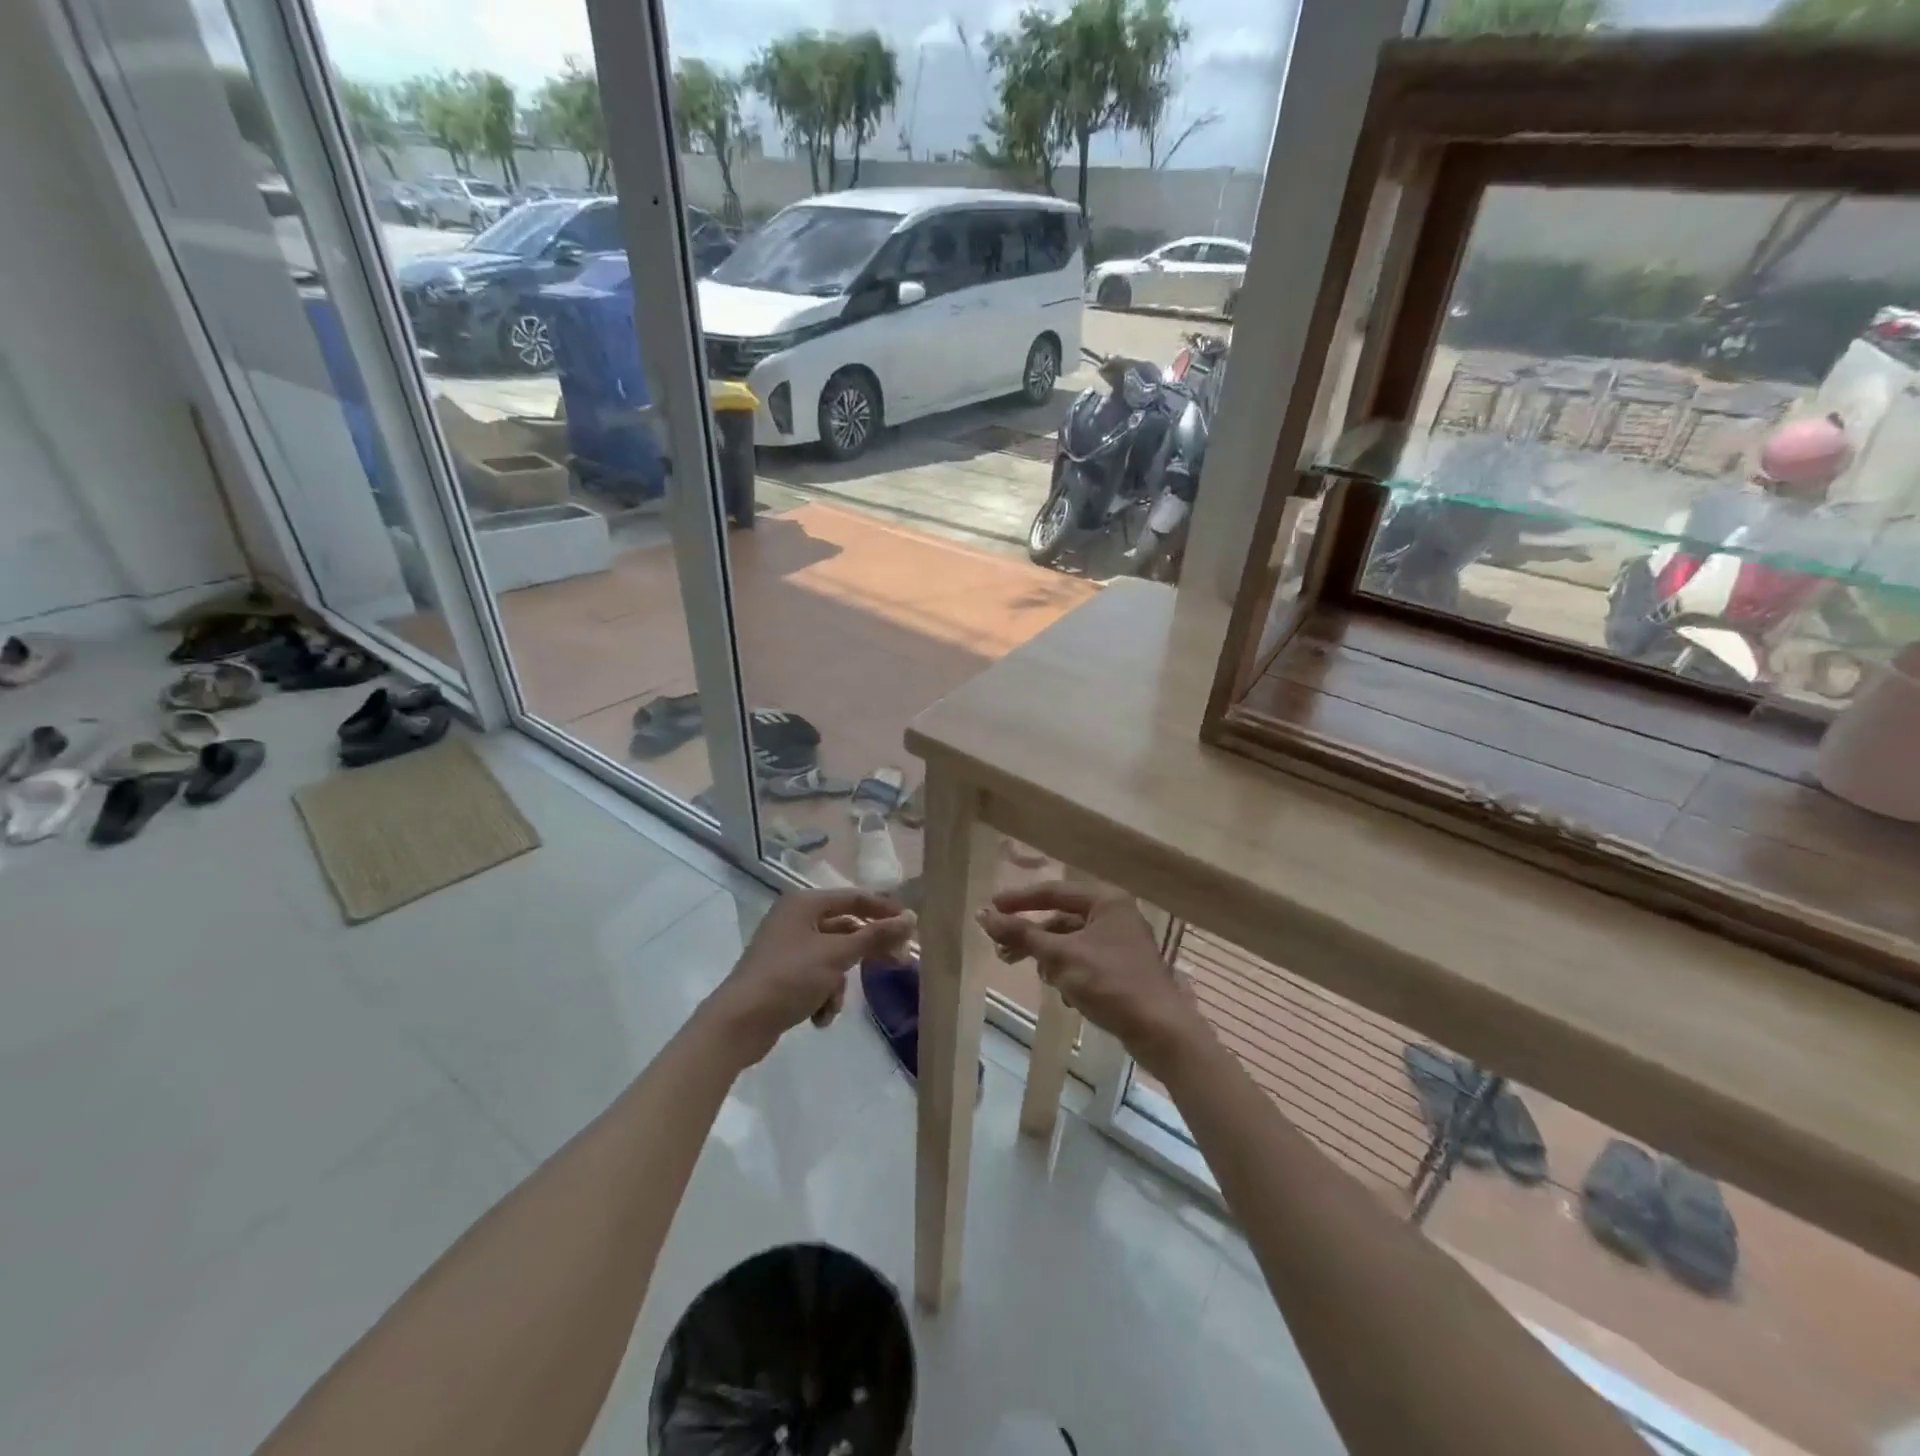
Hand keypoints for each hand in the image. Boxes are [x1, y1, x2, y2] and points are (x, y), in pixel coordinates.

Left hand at [703, 889, 914, 1066]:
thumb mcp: (837, 956)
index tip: (911, 927)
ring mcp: (788, 948)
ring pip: (833, 958)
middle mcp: (795, 919)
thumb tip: (911, 918)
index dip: (884, 911)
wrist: (738, 1023)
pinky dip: (823, 995)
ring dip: (839, 983)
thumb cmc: (789, 978)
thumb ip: (875, 936)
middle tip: (896, 964)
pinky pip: (817, 977)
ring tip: (833, 1004)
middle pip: (845, 929)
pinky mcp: (783, 975)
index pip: (854, 898)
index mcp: (804, 903)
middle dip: (865, 952)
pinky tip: (818, 1016)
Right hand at [978, 882, 1209, 1077]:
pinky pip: (1084, 962)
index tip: (990, 910)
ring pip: (1071, 944)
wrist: (1160, 1031)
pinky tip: (1069, 996)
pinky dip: (1070, 974)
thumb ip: (1021, 934)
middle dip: (1033, 938)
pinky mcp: (1122, 969)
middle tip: (1002, 953)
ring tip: (1042, 978)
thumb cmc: (1110, 983)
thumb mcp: (1061, 956)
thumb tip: (983, 915)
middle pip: (1060, 919)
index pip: (1053, 892)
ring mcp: (1121, 943)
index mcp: (1105, 900)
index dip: (1019, 901)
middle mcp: (1115, 914)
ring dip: (1051, 959)